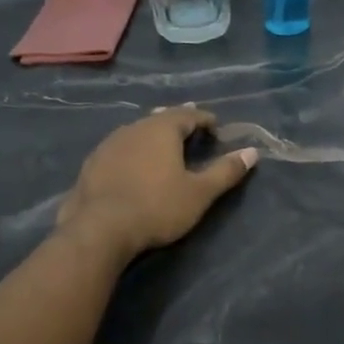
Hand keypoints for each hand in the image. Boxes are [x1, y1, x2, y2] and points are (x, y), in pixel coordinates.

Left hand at [54, 106, 257, 262]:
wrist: (99, 229)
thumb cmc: (157, 207)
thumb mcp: (199, 193)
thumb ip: (225, 172)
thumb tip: (251, 152)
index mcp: (161, 129)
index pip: (188, 114)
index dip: (205, 120)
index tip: (216, 129)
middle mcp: (133, 128)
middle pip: (160, 119)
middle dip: (177, 124)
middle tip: (191, 132)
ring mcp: (108, 145)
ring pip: (136, 133)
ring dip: (152, 137)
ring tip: (163, 149)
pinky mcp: (91, 165)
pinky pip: (119, 150)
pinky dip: (133, 153)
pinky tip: (133, 167)